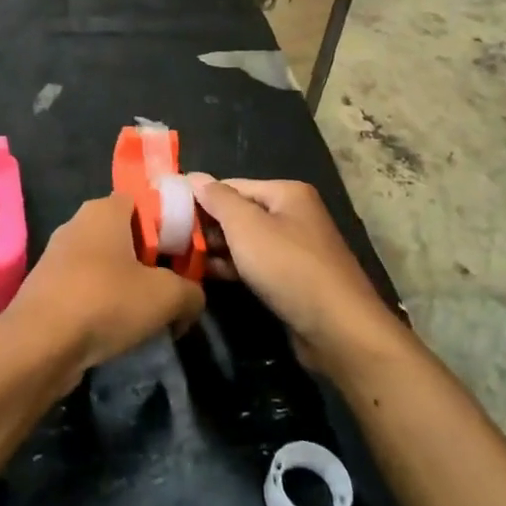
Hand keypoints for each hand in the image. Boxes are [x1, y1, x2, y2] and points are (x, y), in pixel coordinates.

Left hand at [0, 193, 204, 386]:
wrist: (38, 344)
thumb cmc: (106, 301)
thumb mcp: (168, 297)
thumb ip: (191, 291)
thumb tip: (192, 298)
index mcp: (105, 209)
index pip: (145, 202)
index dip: (169, 225)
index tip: (184, 255)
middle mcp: (78, 223)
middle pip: (127, 234)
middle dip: (151, 260)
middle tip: (172, 288)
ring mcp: (57, 255)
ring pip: (106, 263)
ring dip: (128, 285)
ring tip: (148, 315)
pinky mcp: (46, 286)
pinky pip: (86, 286)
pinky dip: (103, 303)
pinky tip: (116, 329)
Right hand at [186, 175, 400, 371]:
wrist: (338, 329)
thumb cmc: (288, 267)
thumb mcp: (246, 227)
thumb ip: (218, 199)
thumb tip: (193, 176)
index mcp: (286, 192)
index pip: (231, 186)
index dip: (199, 198)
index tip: (167, 214)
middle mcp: (293, 214)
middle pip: (239, 212)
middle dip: (206, 226)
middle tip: (169, 239)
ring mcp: (294, 248)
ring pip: (245, 241)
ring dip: (216, 249)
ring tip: (179, 259)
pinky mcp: (292, 278)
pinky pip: (255, 264)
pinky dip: (233, 267)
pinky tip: (206, 275)